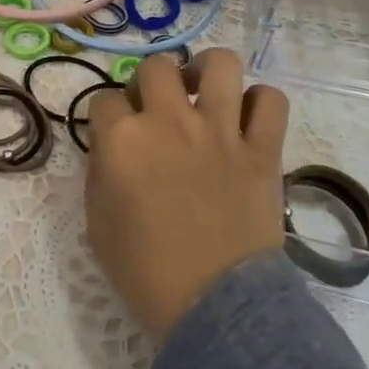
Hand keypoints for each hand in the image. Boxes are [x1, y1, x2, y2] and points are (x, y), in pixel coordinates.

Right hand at [85, 48, 288, 340]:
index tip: (113, 134)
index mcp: (123, 140)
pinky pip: (271, 101)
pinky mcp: (262, 149)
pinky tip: (246, 119)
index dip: (106, 116)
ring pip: (220, 64)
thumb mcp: (97, 221)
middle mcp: (170, 122)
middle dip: (149, 82)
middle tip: (156, 108)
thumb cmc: (144, 270)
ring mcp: (221, 131)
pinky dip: (260, 103)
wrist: (212, 305)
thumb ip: (101, 170)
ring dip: (206, 72)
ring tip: (203, 92)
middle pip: (156, 66)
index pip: (104, 100)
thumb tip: (112, 146)